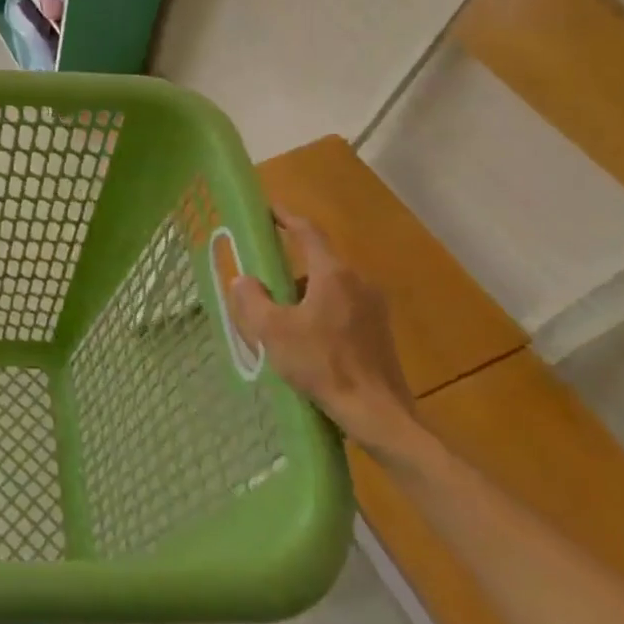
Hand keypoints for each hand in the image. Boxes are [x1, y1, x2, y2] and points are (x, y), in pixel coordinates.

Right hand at [226, 215, 419, 457]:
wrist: (377, 413)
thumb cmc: (322, 365)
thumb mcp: (273, 331)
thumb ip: (253, 300)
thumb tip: (244, 280)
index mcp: (333, 275)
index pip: (308, 232)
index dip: (286, 218)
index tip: (268, 210)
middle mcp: (358, 283)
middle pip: (317, 263)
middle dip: (288, 270)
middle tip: (262, 284)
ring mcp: (374, 308)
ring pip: (330, 289)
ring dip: (303, 296)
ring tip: (279, 322)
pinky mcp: (379, 332)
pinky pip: (343, 309)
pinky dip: (320, 314)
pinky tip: (305, 343)